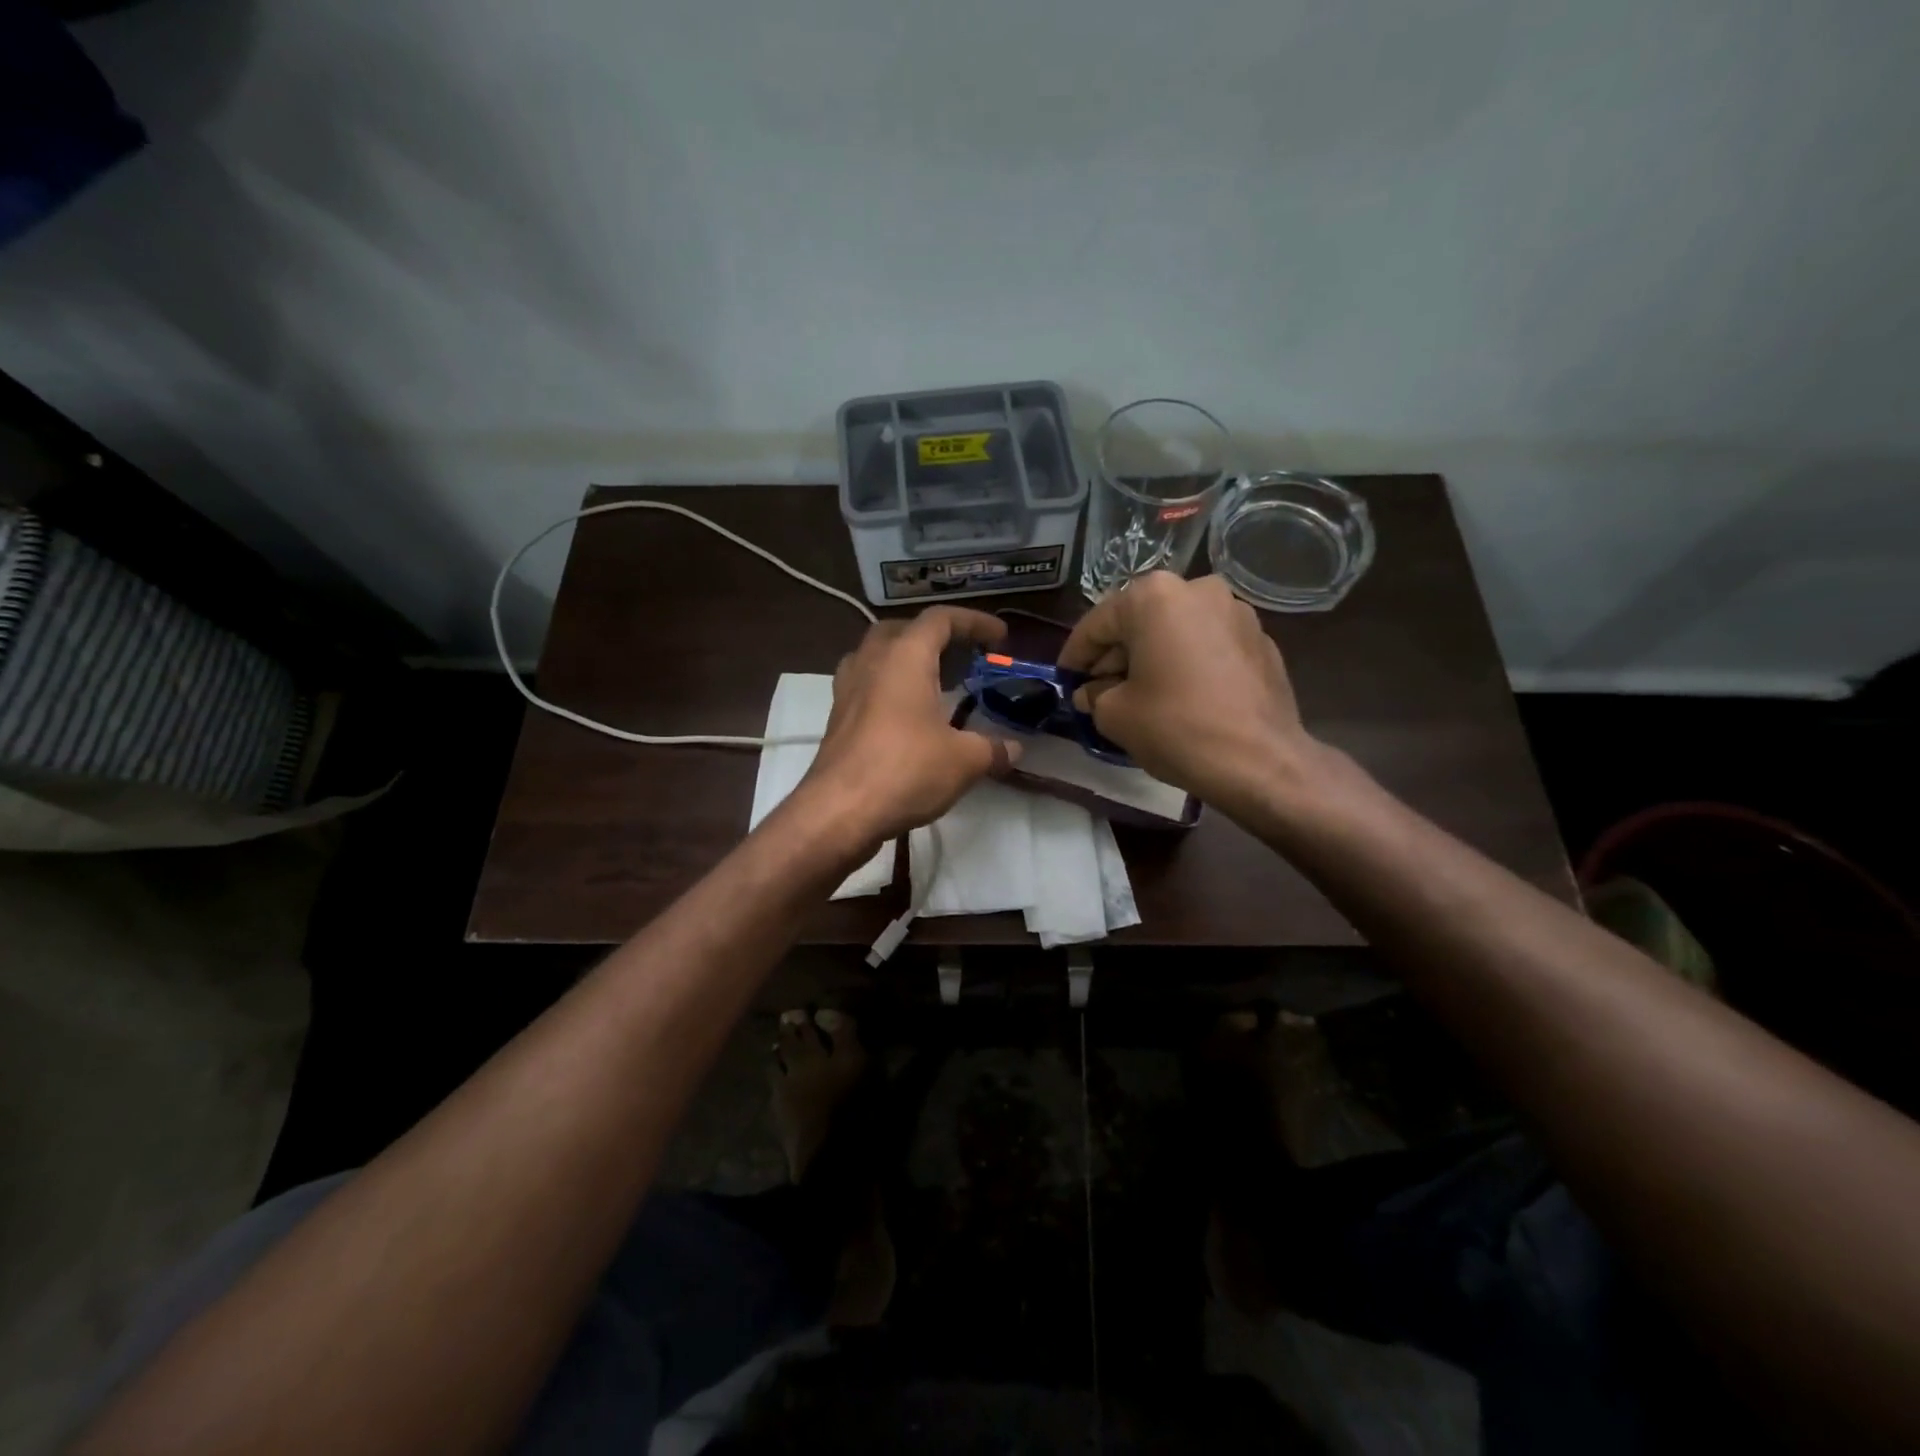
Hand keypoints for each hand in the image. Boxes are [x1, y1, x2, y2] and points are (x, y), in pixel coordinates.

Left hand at [796, 607, 1017, 846]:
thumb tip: (1014, 748)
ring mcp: (847, 690)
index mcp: (905, 657)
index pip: (940, 619)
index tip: (999, 637)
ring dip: (904, 661)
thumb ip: (993, 749)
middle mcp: (871, 663)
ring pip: (876, 657)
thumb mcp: (964, 761)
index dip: (973, 622)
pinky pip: (865, 686)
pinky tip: (907, 718)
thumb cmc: (905, 770)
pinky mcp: (837, 719)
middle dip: (933, 636)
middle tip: (959, 656)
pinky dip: (888, 689)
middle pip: (901, 630)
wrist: (839, 812)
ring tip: (931, 683)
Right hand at [1058, 573, 1314, 813]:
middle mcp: (1197, 589)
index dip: (1074, 656)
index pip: (1097, 624)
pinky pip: (1207, 645)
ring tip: (1139, 695)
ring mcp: (1235, 611)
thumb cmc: (1176, 727)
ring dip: (1151, 658)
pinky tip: (1180, 697)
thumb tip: (1092, 693)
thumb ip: (1094, 695)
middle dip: (1115, 656)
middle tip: (1098, 692)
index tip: (1064, 680)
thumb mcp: (1114, 715)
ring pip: (1175, 631)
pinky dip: (1187, 663)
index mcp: (1153, 596)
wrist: (1260, 761)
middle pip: (1139, 622)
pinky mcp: (1260, 639)